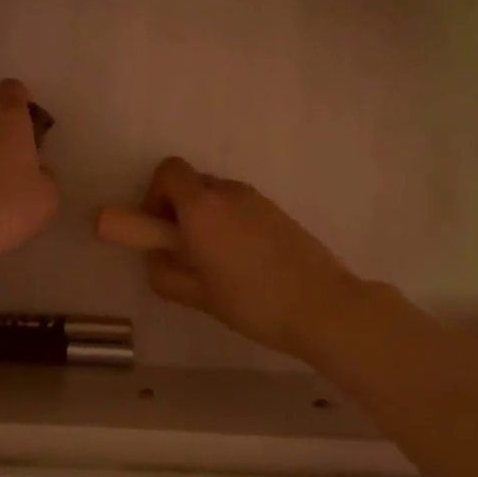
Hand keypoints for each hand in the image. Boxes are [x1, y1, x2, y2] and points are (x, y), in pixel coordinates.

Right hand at [138, 157, 363, 362]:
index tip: (159, 229)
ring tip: (215, 262)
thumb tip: (156, 257)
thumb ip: (165, 273)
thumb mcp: (198, 296)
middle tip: (184, 250)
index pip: (169, 171)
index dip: (155, 194)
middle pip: (192, 182)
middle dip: (179, 209)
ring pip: (218, 196)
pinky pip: (241, 207)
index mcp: (202, 207)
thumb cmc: (252, 302)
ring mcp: (257, 199)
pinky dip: (230, 223)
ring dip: (206, 217)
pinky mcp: (278, 211)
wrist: (323, 305)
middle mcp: (228, 192)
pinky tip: (244, 262)